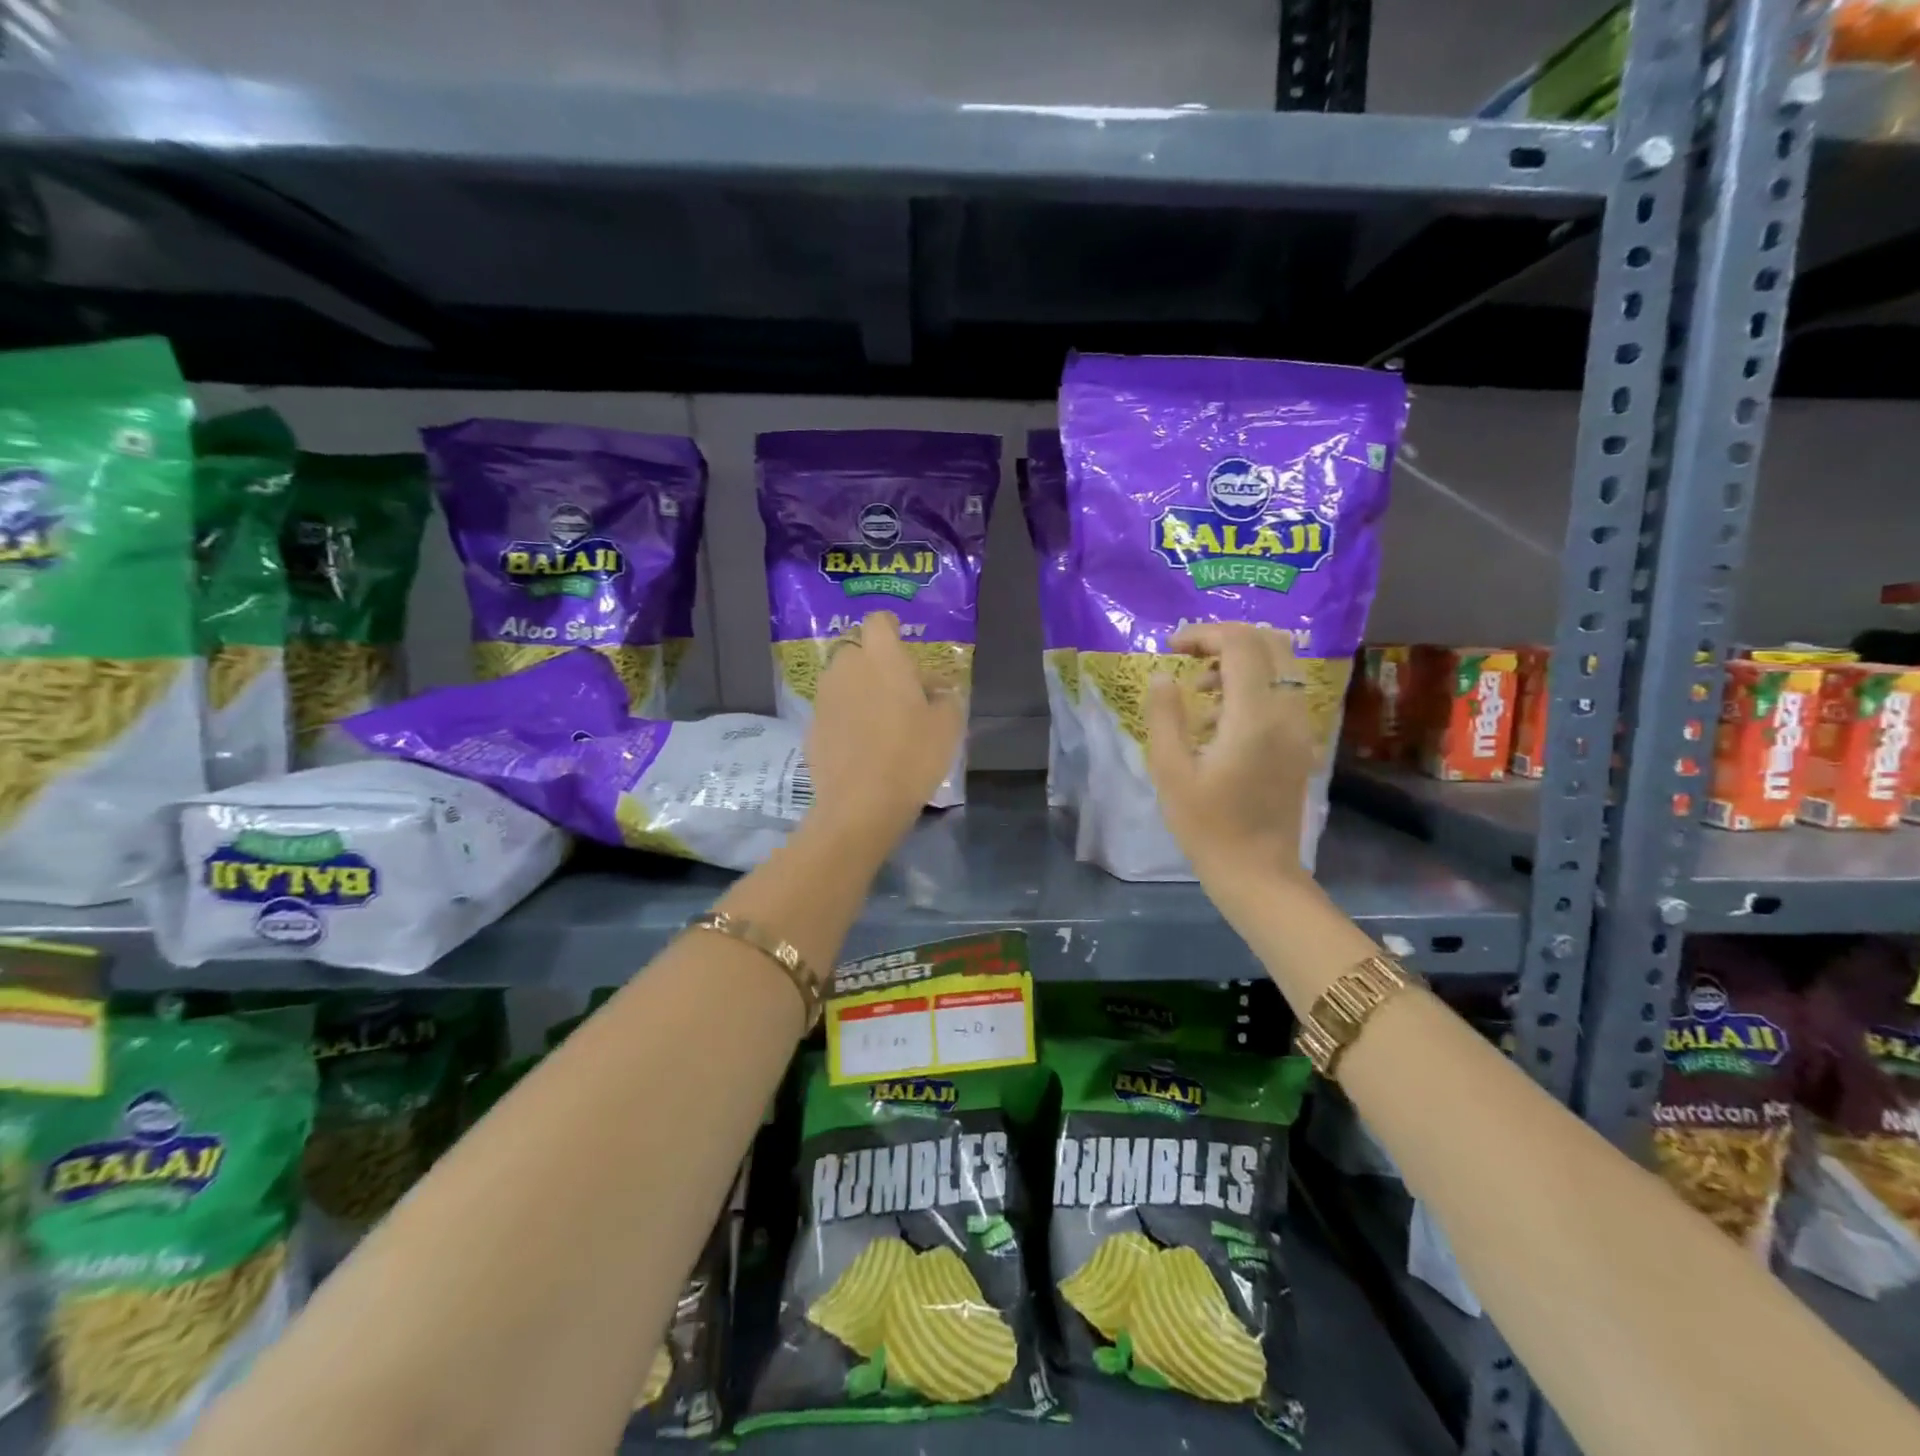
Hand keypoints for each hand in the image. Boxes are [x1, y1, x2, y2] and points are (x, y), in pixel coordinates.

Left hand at [802, 610, 965, 850]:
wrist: (860, 805)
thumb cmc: (912, 757)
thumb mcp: (948, 726)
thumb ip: (946, 698)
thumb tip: (938, 690)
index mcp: (881, 658)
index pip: (879, 621)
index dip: (891, 630)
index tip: (905, 651)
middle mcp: (846, 668)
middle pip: (859, 652)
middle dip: (877, 665)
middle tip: (901, 692)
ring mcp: (824, 698)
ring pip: (844, 682)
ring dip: (860, 692)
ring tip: (883, 722)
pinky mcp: (811, 728)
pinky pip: (834, 712)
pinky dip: (847, 720)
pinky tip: (863, 747)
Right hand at [1145, 623, 1317, 887]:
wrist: (1258, 873)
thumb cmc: (1207, 826)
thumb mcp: (1170, 771)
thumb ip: (1166, 716)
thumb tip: (1165, 676)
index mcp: (1254, 717)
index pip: (1240, 644)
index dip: (1204, 634)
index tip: (1171, 648)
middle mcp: (1287, 712)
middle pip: (1271, 643)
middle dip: (1226, 640)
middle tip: (1189, 658)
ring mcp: (1301, 728)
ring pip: (1282, 665)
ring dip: (1241, 662)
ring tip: (1201, 692)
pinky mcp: (1302, 743)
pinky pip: (1284, 692)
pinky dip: (1254, 685)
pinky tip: (1221, 721)